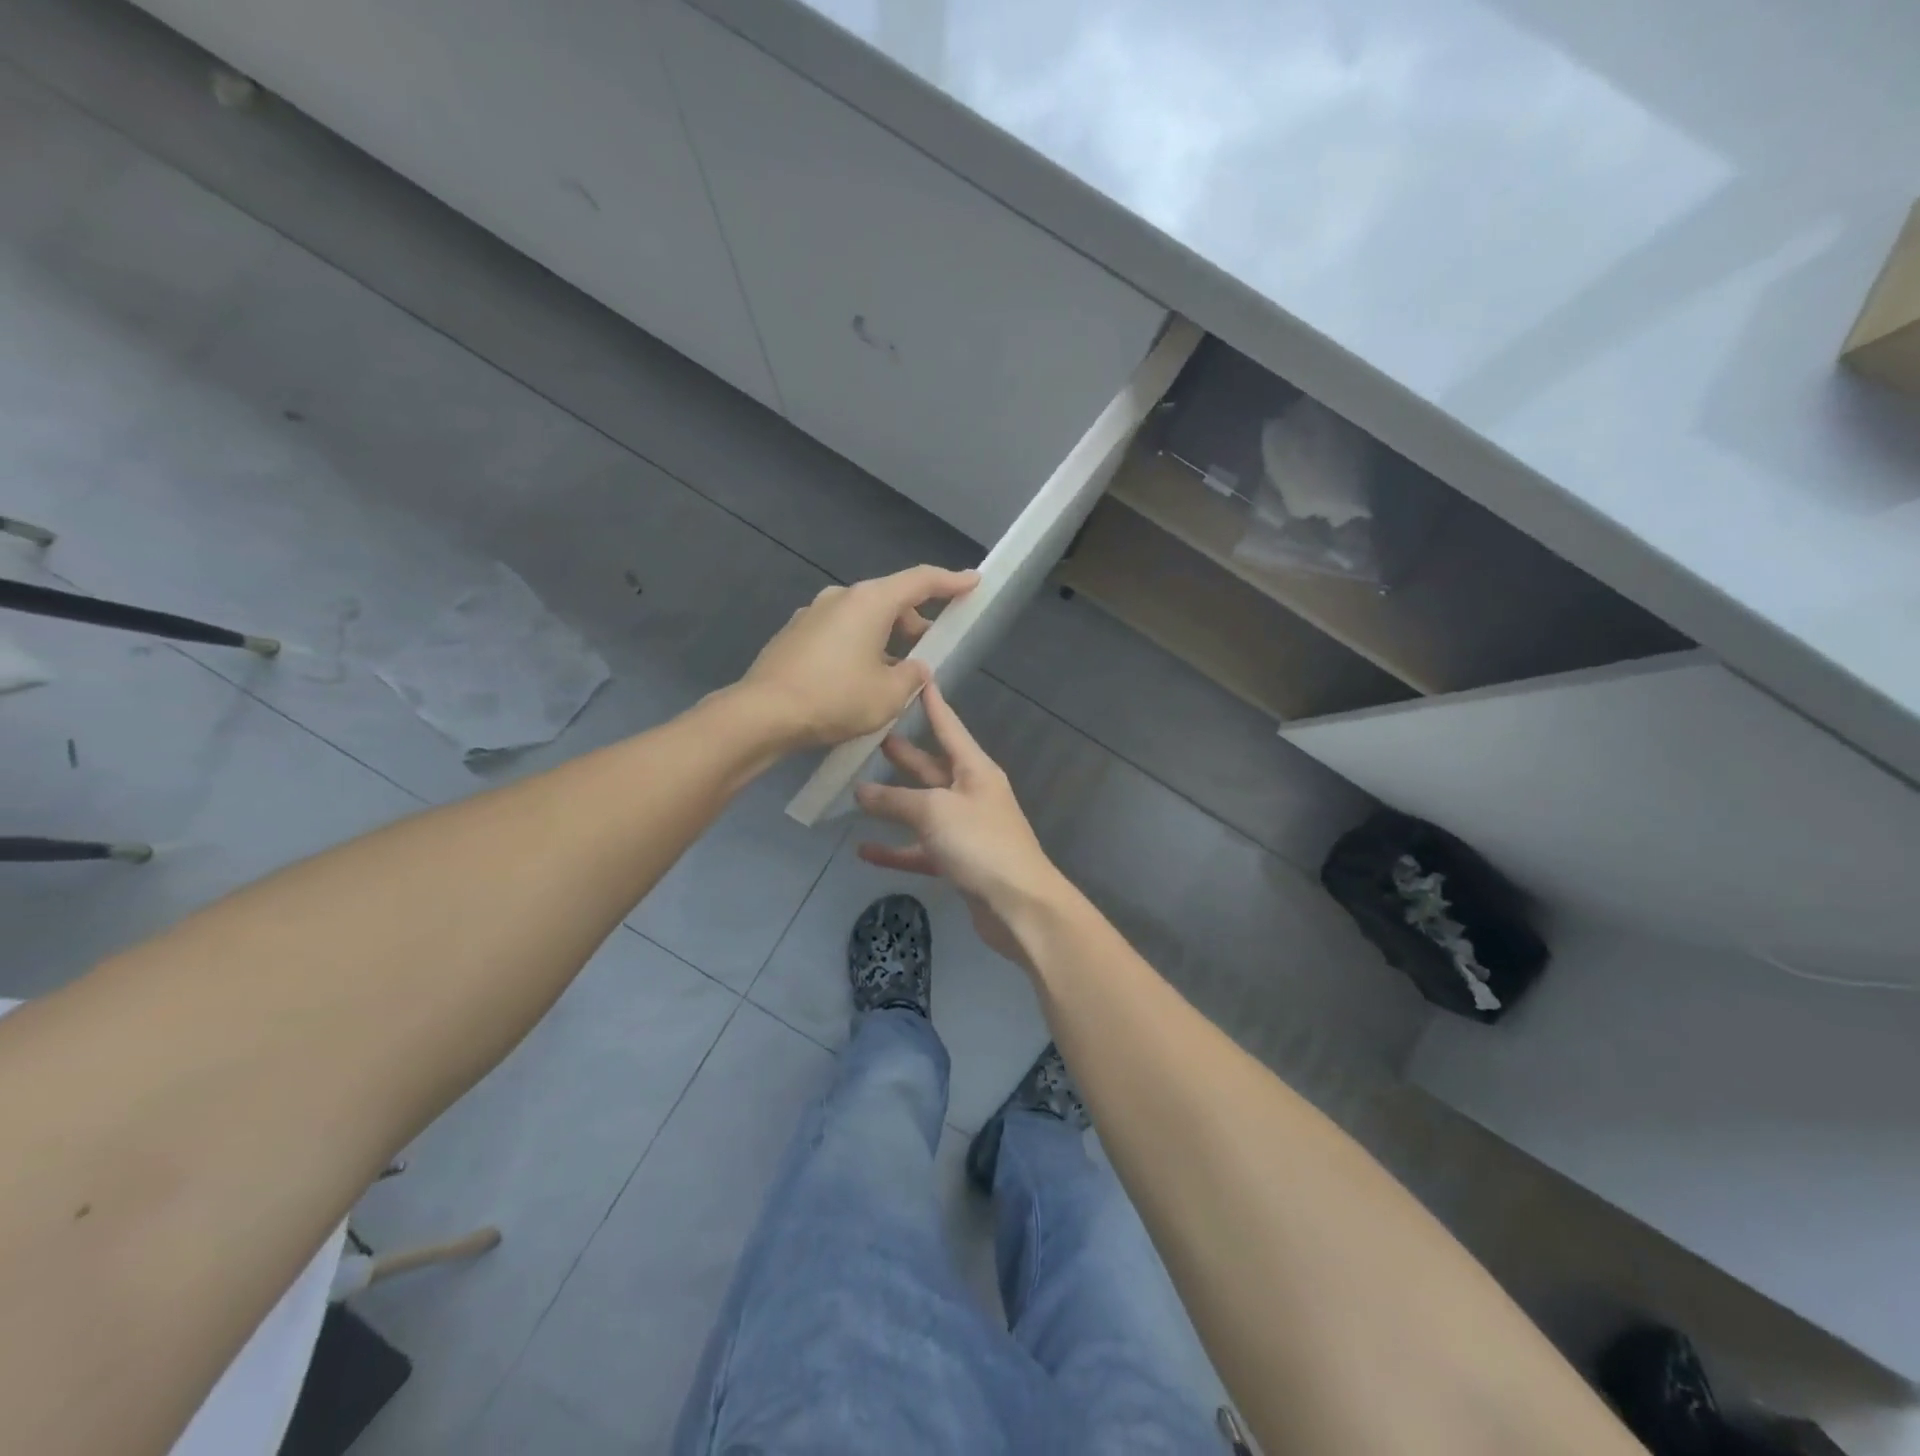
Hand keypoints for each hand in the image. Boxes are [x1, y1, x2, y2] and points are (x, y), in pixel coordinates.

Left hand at [739, 565, 978, 748]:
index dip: (951, 581)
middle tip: (932, 647)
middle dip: (915, 621)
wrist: (762, 714)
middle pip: (889, 600)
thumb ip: (913, 676)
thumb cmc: (835, 699)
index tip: (972, 581)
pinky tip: (859, 680)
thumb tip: (915, 668)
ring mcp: (812, 614)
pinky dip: (858, 647)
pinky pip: (838, 633)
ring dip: (885, 638)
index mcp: (870, 602)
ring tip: (896, 673)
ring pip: (862, 618)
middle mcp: (840, 598)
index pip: (920, 581)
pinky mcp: (794, 635)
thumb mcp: (889, 695)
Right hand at [853, 681, 1064, 964]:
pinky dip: (896, 849)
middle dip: (906, 753)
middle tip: (873, 735)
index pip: (949, 727)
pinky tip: (865, 851)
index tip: (920, 678)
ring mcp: (966, 829)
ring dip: (895, 802)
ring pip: (924, 809)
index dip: (933, 704)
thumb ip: (895, 800)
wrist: (1019, 905)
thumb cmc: (980, 843)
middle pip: (933, 767)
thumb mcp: (934, 811)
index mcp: (975, 770)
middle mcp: (972, 794)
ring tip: (859, 790)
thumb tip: (861, 791)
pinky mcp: (959, 862)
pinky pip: (921, 849)